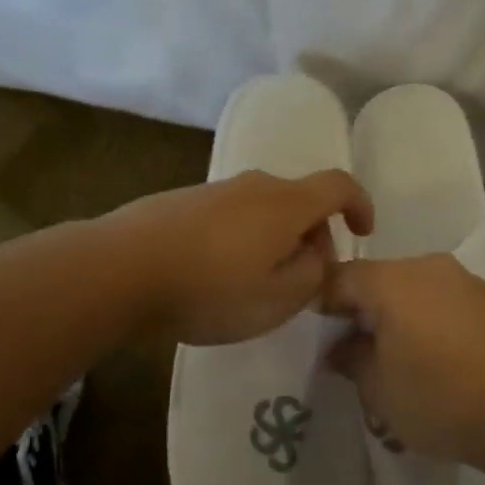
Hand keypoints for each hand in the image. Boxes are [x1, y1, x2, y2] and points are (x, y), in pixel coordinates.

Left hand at [111, 169, 374, 345]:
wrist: (120, 268)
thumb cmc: (210, 287)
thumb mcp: (277, 299)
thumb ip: (312, 276)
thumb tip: (317, 256)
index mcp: (287, 203)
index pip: (339, 186)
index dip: (360, 205)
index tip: (363, 233)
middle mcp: (257, 185)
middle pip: (301, 200)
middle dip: (314, 236)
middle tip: (303, 281)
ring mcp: (217, 189)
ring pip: (264, 210)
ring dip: (275, 240)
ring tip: (256, 285)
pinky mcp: (185, 201)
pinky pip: (232, 216)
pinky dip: (242, 239)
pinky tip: (217, 276)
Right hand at [322, 255, 484, 469]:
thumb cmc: (442, 398)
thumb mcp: (380, 390)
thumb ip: (351, 360)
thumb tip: (340, 347)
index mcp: (392, 280)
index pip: (339, 278)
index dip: (322, 304)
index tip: (319, 336)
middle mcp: (430, 267)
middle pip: (381, 281)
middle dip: (366, 313)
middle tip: (361, 355)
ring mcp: (469, 280)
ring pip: (419, 291)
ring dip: (405, 318)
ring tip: (408, 363)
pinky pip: (452, 304)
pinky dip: (440, 324)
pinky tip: (450, 363)